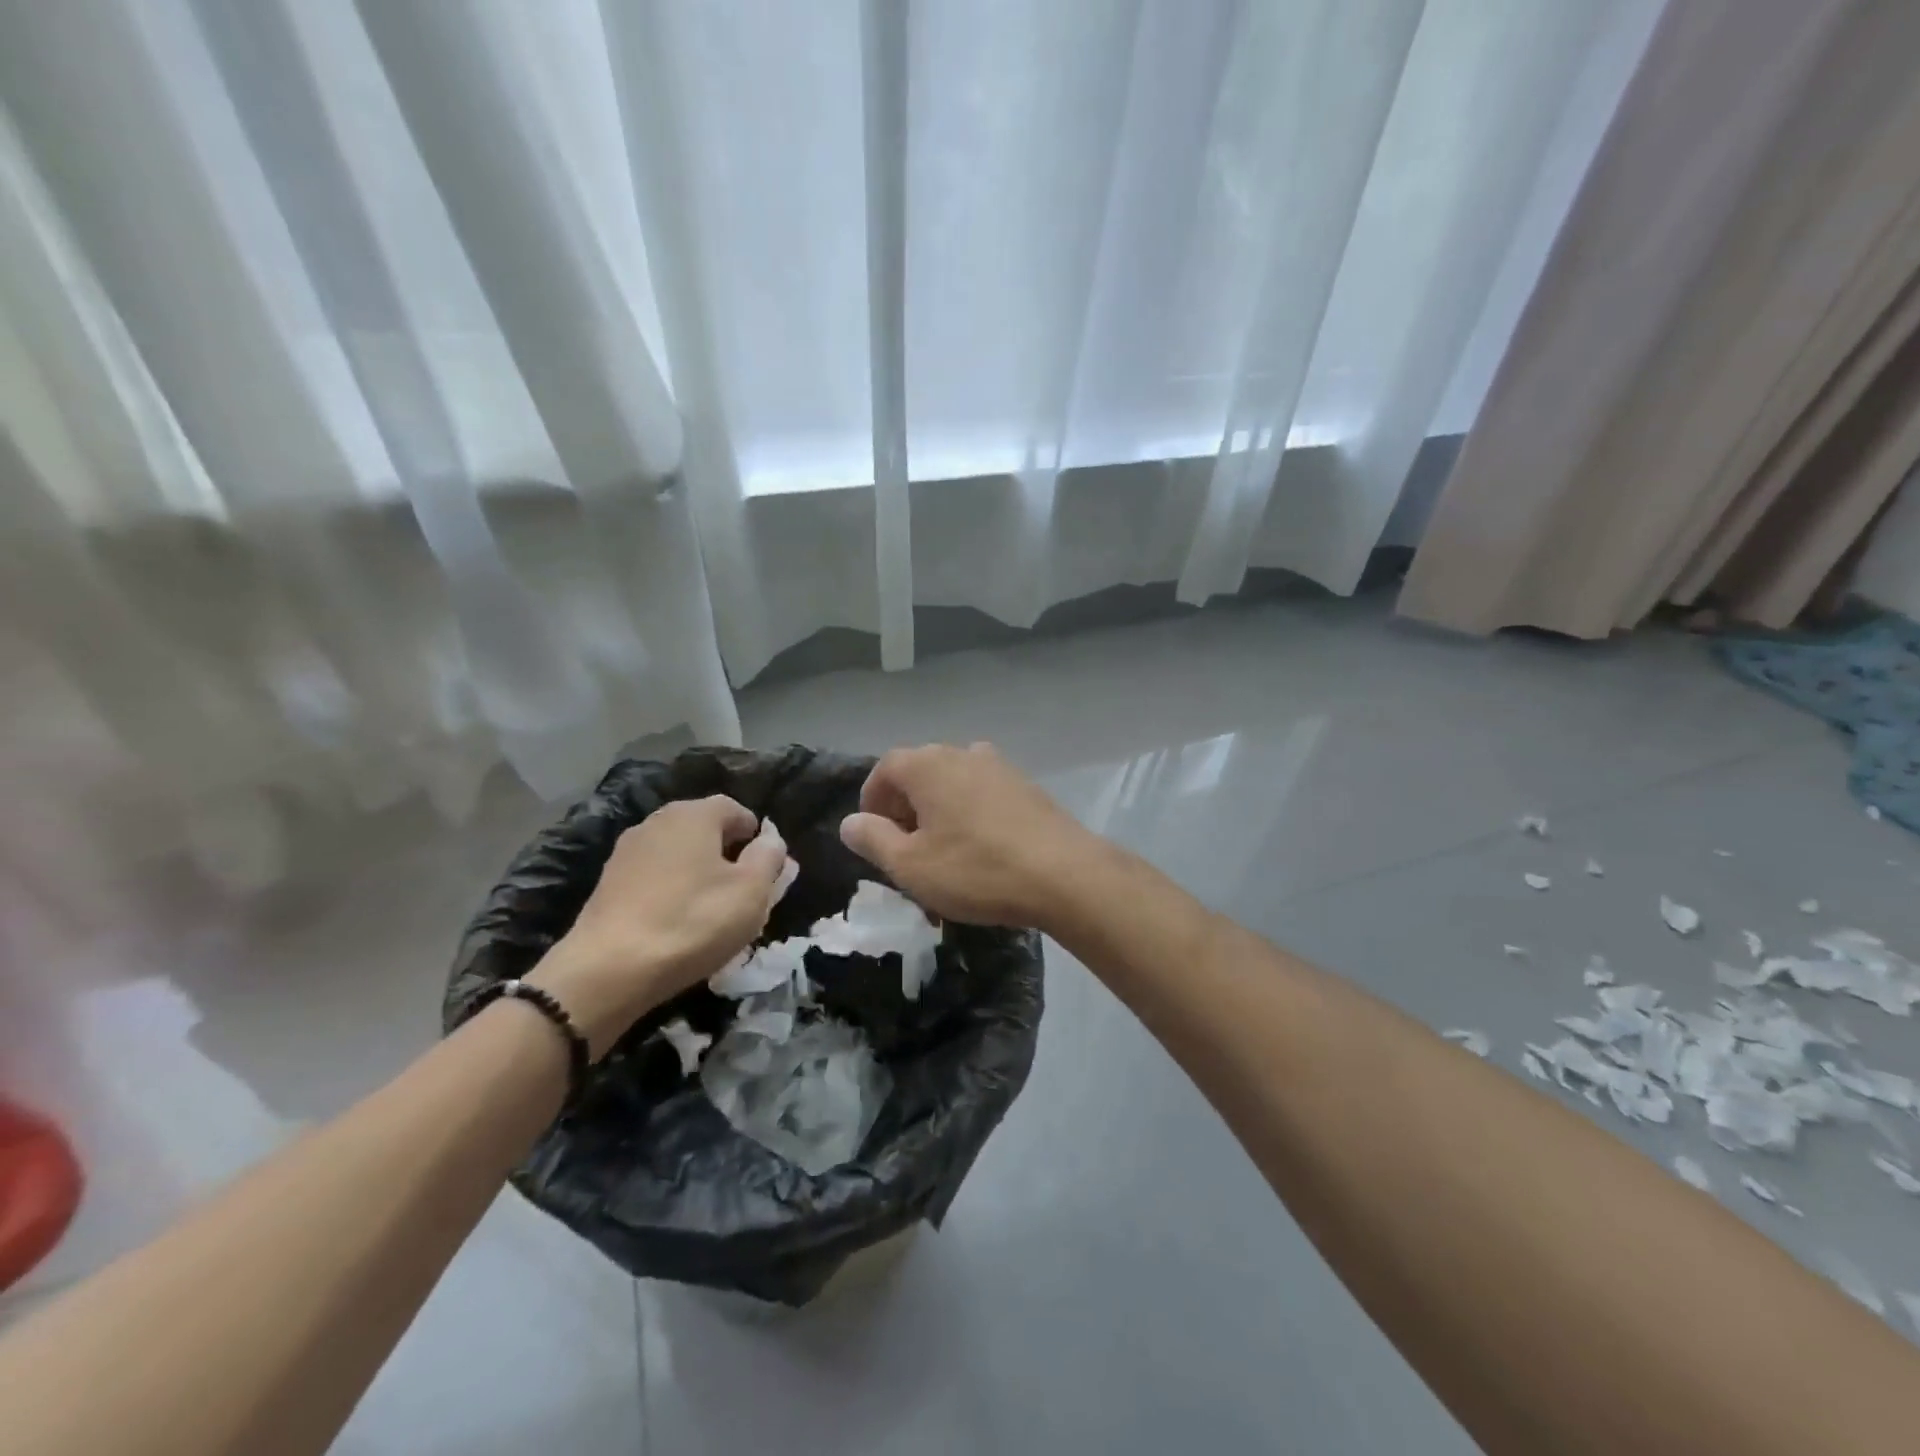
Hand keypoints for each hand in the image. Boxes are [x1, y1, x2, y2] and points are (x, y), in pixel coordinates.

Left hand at [530, 796, 785, 1056]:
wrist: (608, 971)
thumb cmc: (693, 922)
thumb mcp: (752, 891)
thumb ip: (769, 857)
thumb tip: (771, 839)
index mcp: (693, 814)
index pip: (736, 809)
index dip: (757, 836)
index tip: (767, 870)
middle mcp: (657, 822)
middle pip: (705, 830)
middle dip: (729, 856)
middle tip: (745, 893)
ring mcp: (627, 852)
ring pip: (679, 855)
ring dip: (700, 875)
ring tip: (712, 913)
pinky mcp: (608, 884)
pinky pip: (654, 878)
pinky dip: (672, 893)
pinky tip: (678, 924)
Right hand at [839, 742, 1096, 929]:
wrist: (1064, 875)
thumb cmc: (976, 869)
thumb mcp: (911, 865)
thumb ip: (873, 839)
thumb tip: (850, 822)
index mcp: (928, 765)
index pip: (886, 768)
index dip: (873, 800)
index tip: (873, 834)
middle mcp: (963, 753)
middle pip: (920, 773)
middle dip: (905, 808)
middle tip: (904, 848)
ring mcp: (1000, 767)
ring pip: (954, 784)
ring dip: (939, 812)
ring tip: (942, 852)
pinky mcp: (1027, 787)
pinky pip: (983, 794)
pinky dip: (970, 814)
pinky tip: (980, 850)